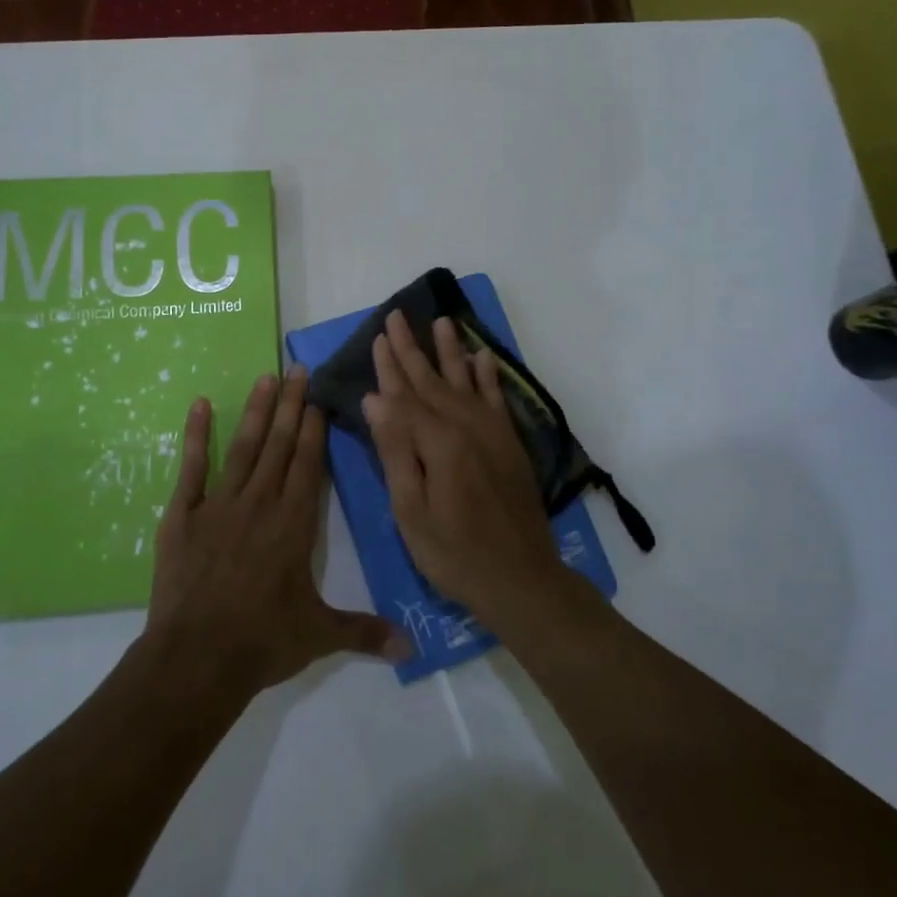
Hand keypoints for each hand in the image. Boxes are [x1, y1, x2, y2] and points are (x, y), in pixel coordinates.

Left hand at [144, 367, 410, 696]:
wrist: (196, 659)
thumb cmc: (262, 642)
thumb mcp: (319, 635)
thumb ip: (365, 631)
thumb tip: (411, 649)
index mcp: (294, 523)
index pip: (307, 463)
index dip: (313, 428)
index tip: (317, 397)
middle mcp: (260, 502)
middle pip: (279, 444)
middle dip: (290, 404)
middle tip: (297, 368)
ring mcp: (220, 505)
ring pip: (244, 446)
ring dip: (256, 411)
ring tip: (266, 377)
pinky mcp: (184, 515)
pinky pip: (193, 467)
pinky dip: (197, 435)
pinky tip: (200, 405)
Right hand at [363, 310, 571, 625]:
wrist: (521, 579)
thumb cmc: (454, 553)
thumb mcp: (411, 510)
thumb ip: (395, 450)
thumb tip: (375, 399)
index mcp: (438, 441)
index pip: (403, 395)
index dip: (388, 367)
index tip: (376, 337)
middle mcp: (466, 425)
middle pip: (431, 380)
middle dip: (411, 348)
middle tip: (396, 317)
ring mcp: (492, 432)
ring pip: (465, 380)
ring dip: (451, 350)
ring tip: (442, 321)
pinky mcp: (509, 443)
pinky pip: (496, 398)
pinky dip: (488, 376)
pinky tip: (482, 357)